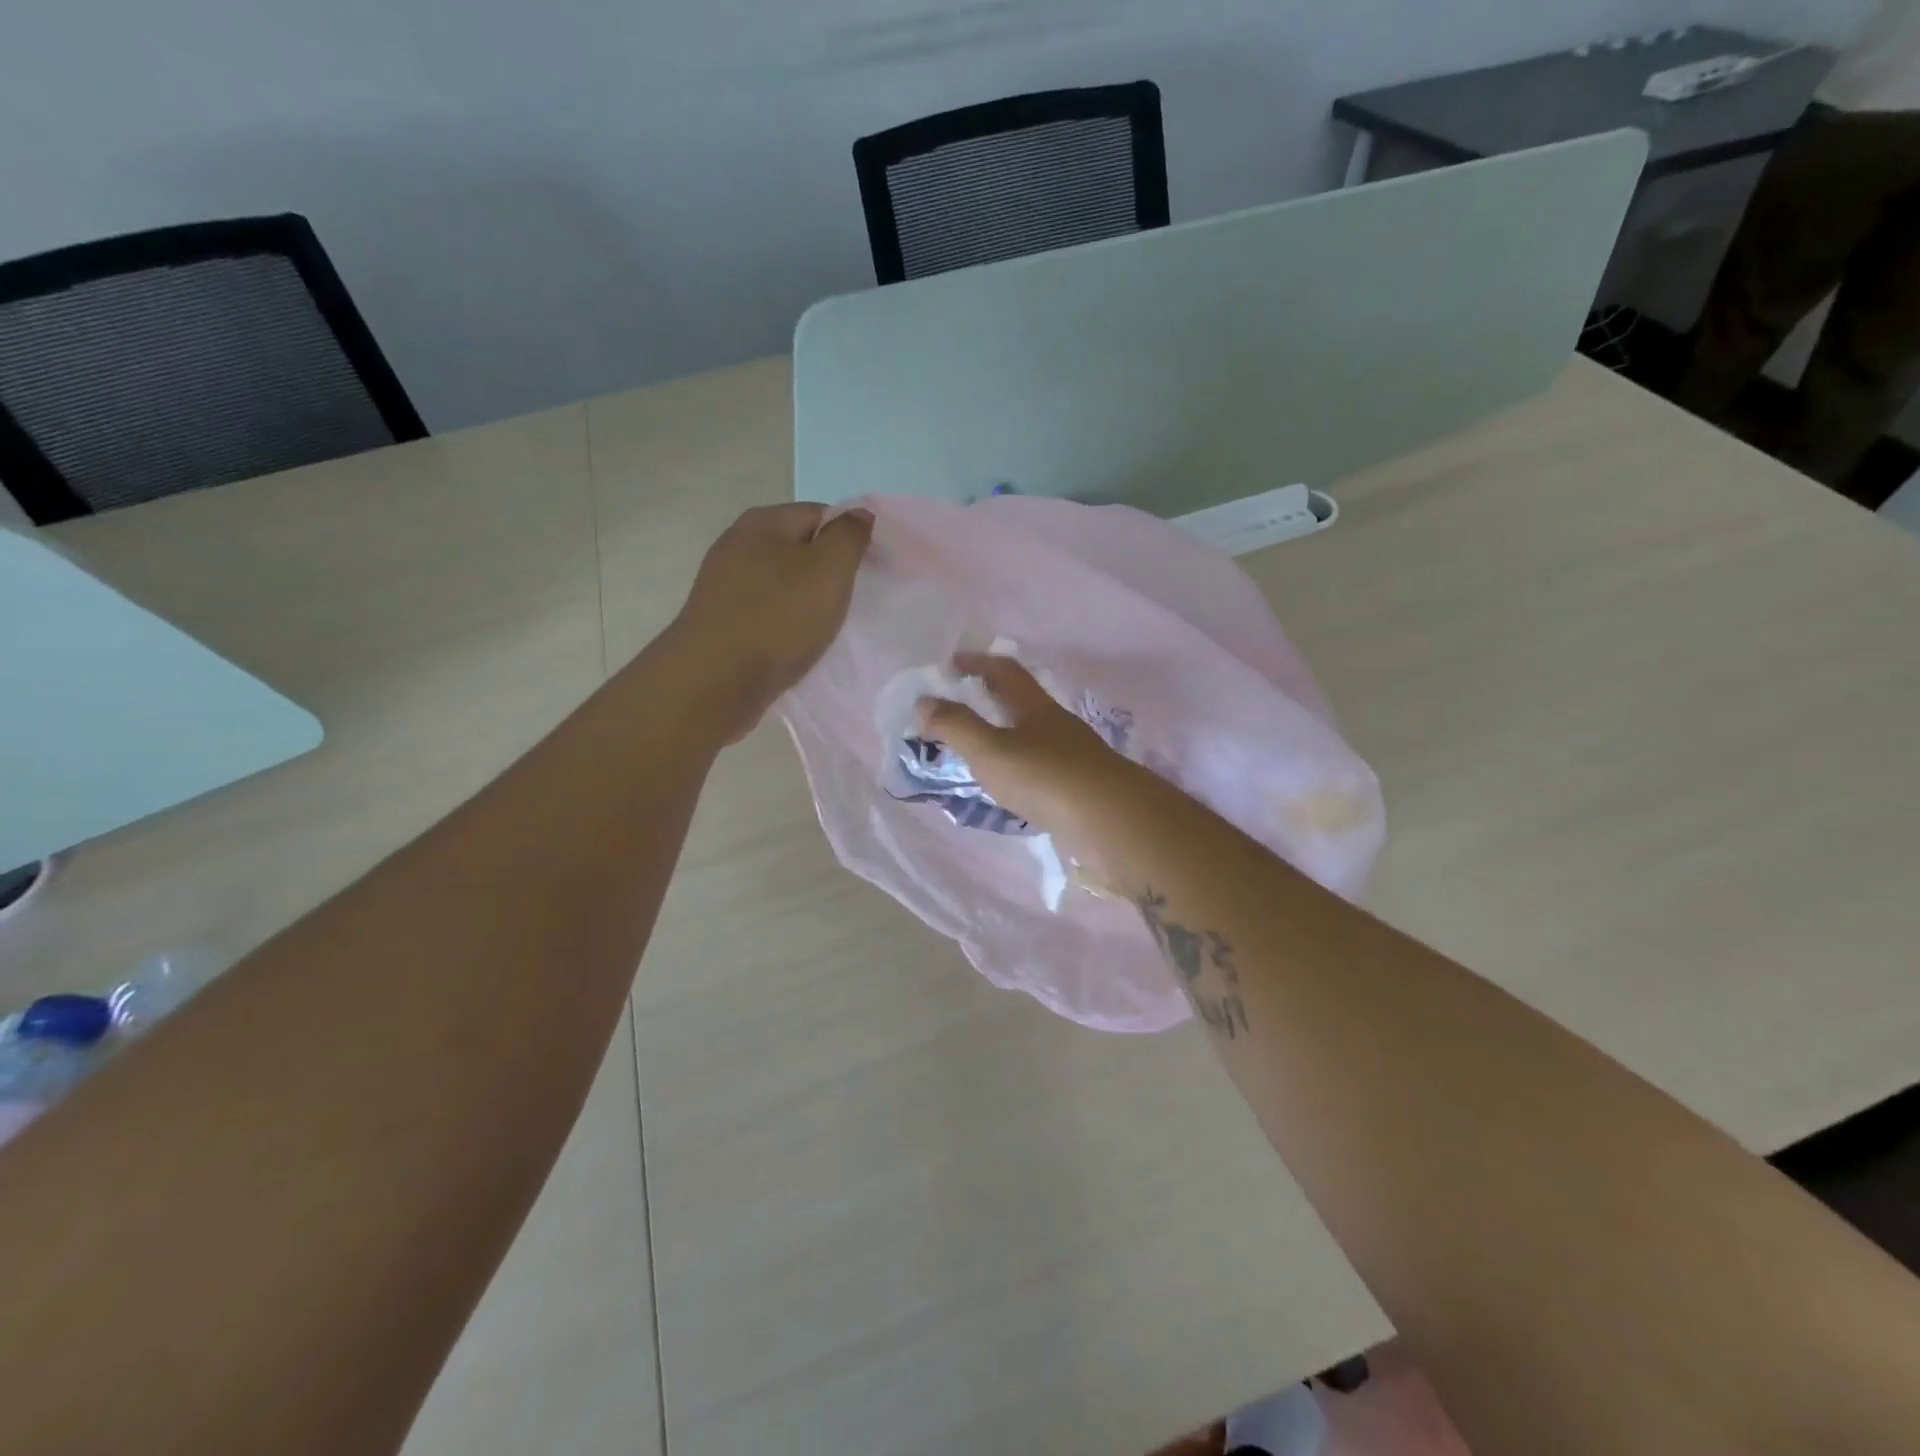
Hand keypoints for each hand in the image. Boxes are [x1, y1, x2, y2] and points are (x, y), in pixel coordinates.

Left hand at [667, 503, 872, 741]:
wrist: (715, 681)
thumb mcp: (829, 569)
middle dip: (829, 572)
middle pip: (800, 549)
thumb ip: (849, 536)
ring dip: (808, 601)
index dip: (851, 538)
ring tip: (825, 627)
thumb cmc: (778, 618)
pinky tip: (796, 644)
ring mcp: (725, 584)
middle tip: (850, 602)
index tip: (871, 571)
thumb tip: (859, 514)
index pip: (821, 514)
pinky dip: (786, 623)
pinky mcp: (721, 620)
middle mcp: (738, 544)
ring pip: (783, 583)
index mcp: (763, 522)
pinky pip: (767, 612)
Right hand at [915, 654, 1137, 839]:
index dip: (977, 663)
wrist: (1111, 822)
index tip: (950, 665)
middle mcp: (1057, 726)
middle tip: (957, 709)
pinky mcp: (1079, 789)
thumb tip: (923, 702)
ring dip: (1004, 737)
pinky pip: (1040, 770)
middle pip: (1021, 702)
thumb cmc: (1045, 777)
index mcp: (1035, 707)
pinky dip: (1018, 770)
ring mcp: (1072, 758)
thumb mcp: (990, 750)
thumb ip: (955, 726)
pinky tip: (1009, 788)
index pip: (1004, 671)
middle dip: (989, 700)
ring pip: (1032, 737)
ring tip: (976, 753)